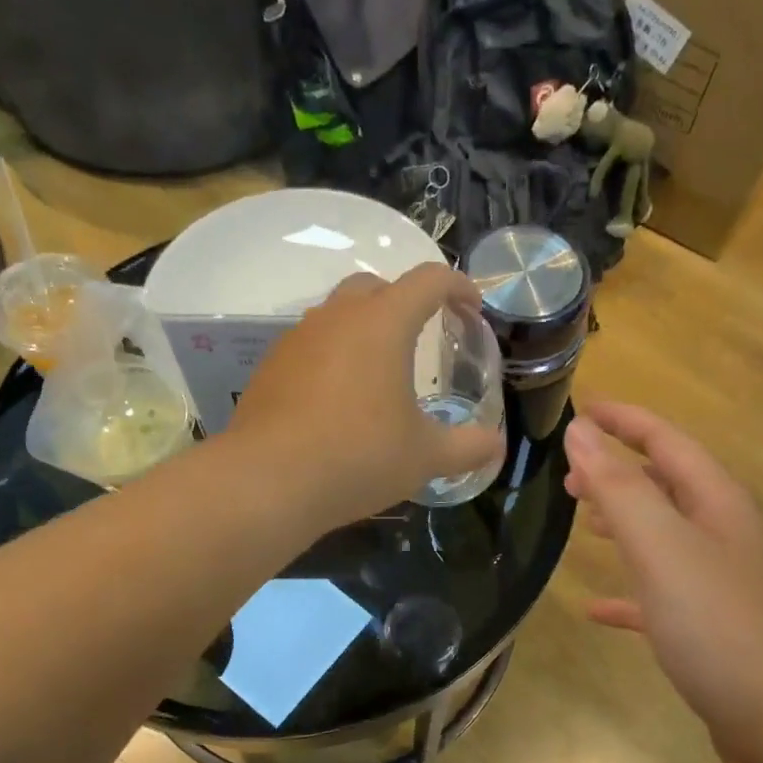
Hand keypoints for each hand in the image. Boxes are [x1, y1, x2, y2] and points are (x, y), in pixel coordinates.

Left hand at [231, 265, 502, 530]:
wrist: (267, 482)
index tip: (472, 307)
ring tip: (380, 371)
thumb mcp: (425, 457)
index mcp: (383, 324)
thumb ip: (467, 447)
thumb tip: (495, 446)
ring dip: (364, 328)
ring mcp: (297, 339)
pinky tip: (338, 400)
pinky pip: (311, 345)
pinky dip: (333, 357)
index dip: (458, 286)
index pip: (429, 281)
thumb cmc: (358, 457)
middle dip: (405, 300)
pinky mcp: (270, 366)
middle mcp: (337, 317)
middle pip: (376, 286)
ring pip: (337, 314)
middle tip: (423, 334)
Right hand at [563, 402, 762, 762]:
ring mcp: (724, 586)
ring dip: (625, 525)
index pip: (666, 441)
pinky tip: (597, 610)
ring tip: (583, 525)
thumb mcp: (663, 547)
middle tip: (570, 477)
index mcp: (717, 503)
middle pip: (667, 486)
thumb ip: (620, 488)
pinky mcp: (716, 633)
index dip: (623, 421)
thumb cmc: (724, 625)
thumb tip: (580, 431)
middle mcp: (725, 535)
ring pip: (665, 539)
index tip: (580, 410)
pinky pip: (663, 598)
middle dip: (619, 473)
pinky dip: (630, 594)